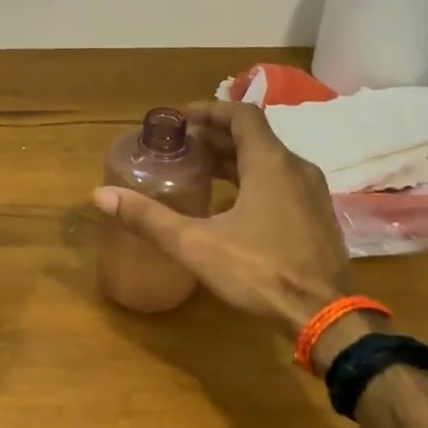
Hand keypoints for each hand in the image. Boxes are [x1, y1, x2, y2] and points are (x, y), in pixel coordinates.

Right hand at [92, 100, 354, 340]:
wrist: (326, 316)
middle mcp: (296, 168)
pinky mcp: (316, 217)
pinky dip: (253, 178)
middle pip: (254, 137)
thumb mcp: (196, 244)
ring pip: (269, 161)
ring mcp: (311, 193)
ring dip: (235, 158)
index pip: (242, 115)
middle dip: (216, 136)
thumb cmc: (261, 272)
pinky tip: (231, 203)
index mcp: (271, 163)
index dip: (210, 111)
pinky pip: (281, 182)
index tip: (181, 118)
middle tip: (181, 145)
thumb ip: (149, 218)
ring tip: (200, 169)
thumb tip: (101, 195)